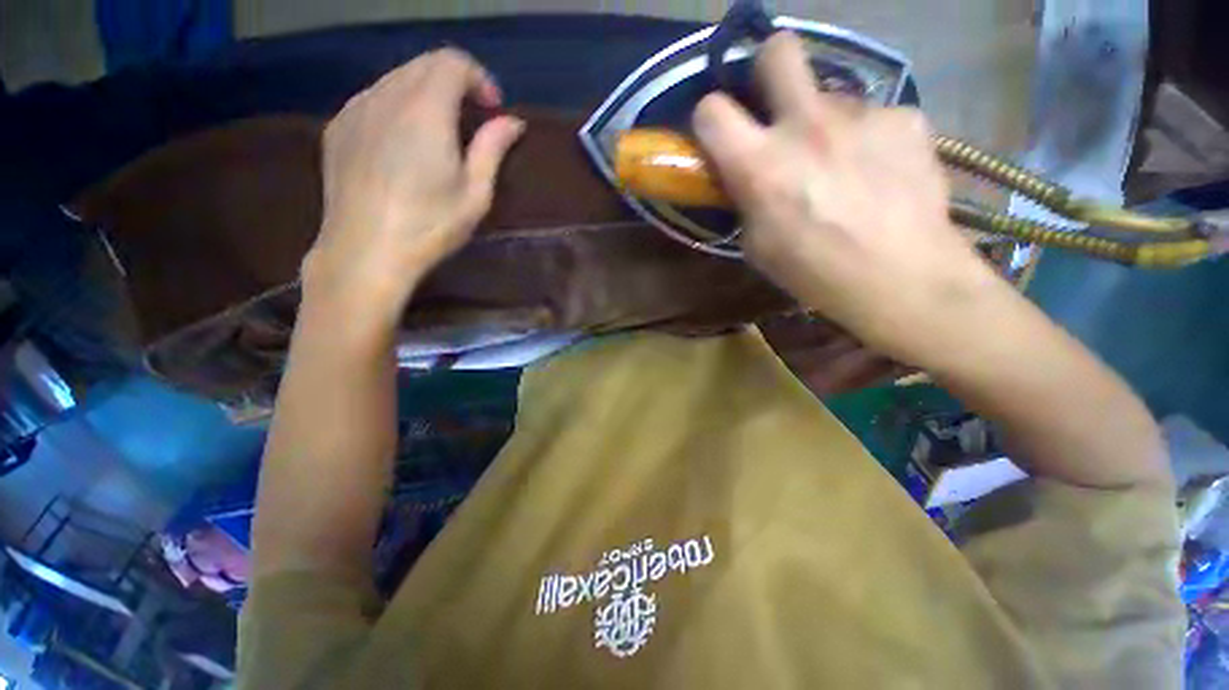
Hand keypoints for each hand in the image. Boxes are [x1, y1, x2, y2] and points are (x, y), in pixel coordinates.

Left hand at [306, 49, 524, 308]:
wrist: (365, 252)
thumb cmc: (429, 227)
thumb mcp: (475, 195)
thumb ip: (492, 149)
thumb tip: (512, 122)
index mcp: (425, 111)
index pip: (451, 62)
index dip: (478, 78)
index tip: (492, 108)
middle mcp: (385, 96)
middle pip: (423, 65)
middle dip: (454, 83)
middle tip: (472, 120)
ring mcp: (355, 110)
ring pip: (395, 80)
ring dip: (425, 95)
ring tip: (440, 133)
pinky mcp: (338, 128)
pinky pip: (372, 100)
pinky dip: (397, 107)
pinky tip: (404, 143)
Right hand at [693, 33, 1004, 363]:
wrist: (904, 279)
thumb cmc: (815, 273)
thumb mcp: (758, 246)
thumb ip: (746, 200)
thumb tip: (748, 177)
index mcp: (760, 164)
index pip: (712, 110)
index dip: (710, 118)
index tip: (720, 134)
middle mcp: (807, 124)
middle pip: (778, 51)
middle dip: (769, 70)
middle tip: (778, 108)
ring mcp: (863, 114)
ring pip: (831, 96)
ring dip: (825, 124)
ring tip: (843, 168)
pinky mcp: (906, 119)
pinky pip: (873, 118)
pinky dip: (867, 140)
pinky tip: (879, 174)